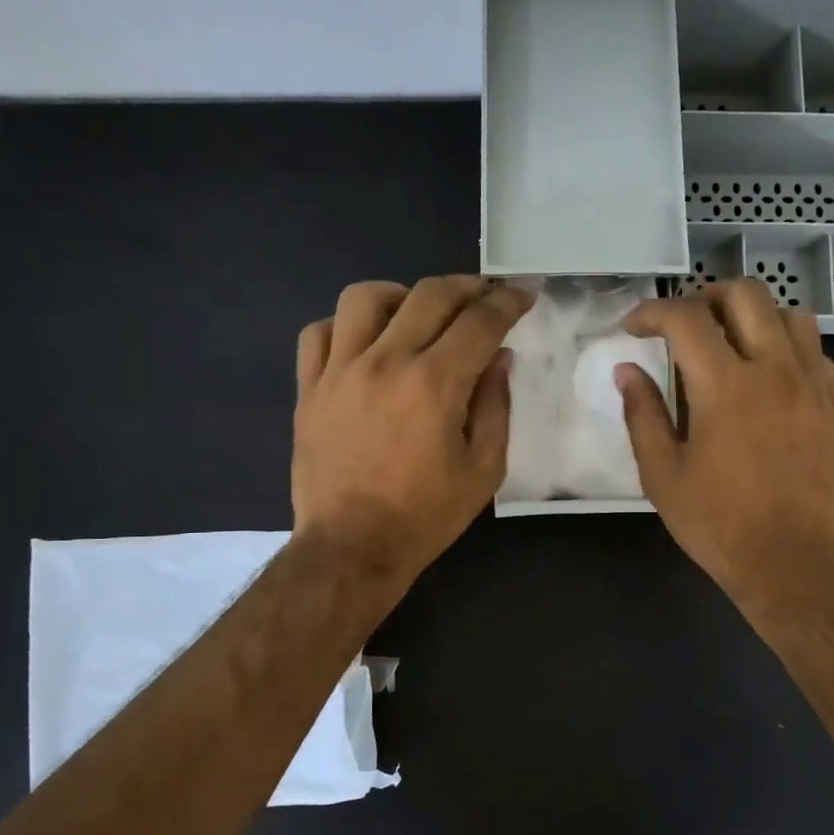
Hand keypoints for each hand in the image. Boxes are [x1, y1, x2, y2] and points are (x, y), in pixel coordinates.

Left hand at [293, 276, 531, 588]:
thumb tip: (498, 358)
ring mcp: (339, 371)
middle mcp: (385, 362)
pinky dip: (346, 326)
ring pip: (365, 297)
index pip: (479, 320)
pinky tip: (364, 343)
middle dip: (467, 287)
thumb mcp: (483, 470)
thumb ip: (495, 406)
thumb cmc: (425, 515)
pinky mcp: (309, 388)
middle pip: (429, 294)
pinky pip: (319, 332)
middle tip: (484, 297)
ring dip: (402, 295)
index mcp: (434, 384)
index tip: (523, 296)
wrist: (352, 547)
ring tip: (417, 315)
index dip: (508, 301)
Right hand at [615, 279, 833, 609]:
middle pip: (744, 294)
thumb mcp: (663, 475)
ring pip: (787, 313)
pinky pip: (813, 348)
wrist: (793, 561)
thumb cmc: (718, 524)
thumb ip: (642, 415)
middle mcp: (774, 368)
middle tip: (681, 326)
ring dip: (751, 315)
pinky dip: (784, 344)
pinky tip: (767, 376)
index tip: (634, 328)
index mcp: (724, 386)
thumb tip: (627, 371)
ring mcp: (812, 382)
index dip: (652, 311)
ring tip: (728, 343)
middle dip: (704, 298)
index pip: (685, 318)